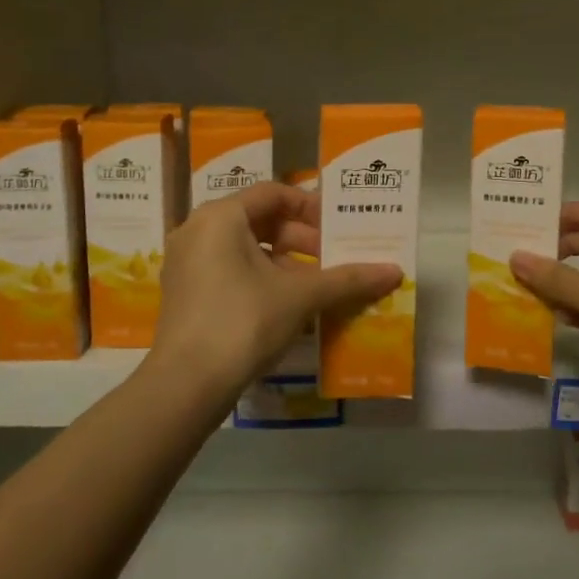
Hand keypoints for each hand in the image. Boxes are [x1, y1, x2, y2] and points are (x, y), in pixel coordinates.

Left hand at [148, 182, 401, 402]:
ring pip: (245, 248)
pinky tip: (288, 307)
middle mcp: (197, 229)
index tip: (338, 230)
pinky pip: (229, 271)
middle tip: (333, 260)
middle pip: (259, 220)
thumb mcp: (300, 296)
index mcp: (221, 216)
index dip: (311, 207)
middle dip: (301, 239)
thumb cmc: (243, 321)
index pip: (274, 193)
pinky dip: (261, 279)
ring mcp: (186, 262)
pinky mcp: (184, 292)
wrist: (185, 385)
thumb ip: (347, 279)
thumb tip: (395, 271)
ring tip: (317, 287)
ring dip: (285, 262)